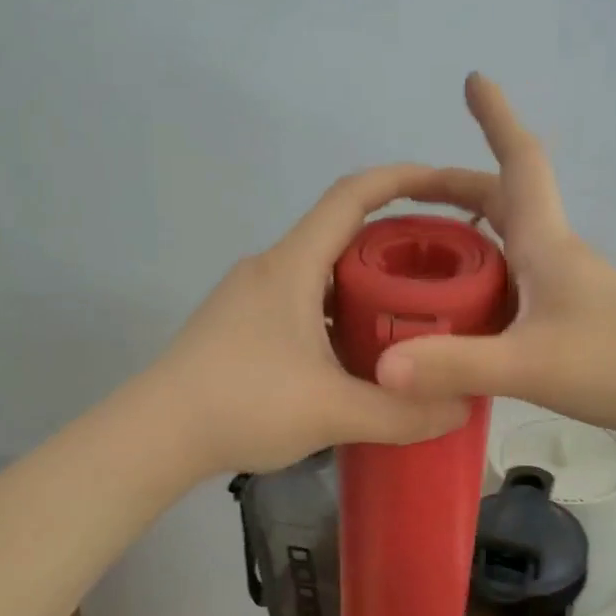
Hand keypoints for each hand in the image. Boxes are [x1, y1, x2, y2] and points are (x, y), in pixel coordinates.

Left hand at [156, 164, 489, 474]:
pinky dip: (337, 314)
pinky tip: (355, 356)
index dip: (403, 179)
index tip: (447, 187)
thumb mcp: (333, 412)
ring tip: (408, 317)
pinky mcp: (239, 326)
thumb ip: (402, 414)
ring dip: (363, 285)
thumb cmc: (243, 405)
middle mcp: (270, 268)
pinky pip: (301, 302)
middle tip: (441, 274)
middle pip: (341, 234)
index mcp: (293, 266)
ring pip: (320, 273)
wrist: (154, 436)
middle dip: (394, 245)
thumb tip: (460, 410)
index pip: (352, 195)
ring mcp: (249, 297)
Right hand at [376, 74, 615, 446]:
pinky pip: (513, 287)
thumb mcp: (529, 364)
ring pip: (508, 246)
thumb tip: (382, 367)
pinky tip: (459, 313)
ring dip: (469, 235)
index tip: (474, 79)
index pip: (519, 162)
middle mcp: (554, 256)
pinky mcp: (570, 322)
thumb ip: (457, 364)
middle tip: (407, 196)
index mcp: (545, 244)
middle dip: (456, 188)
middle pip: (503, 202)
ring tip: (421, 253)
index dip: (497, 118)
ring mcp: (566, 289)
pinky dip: (482, 282)